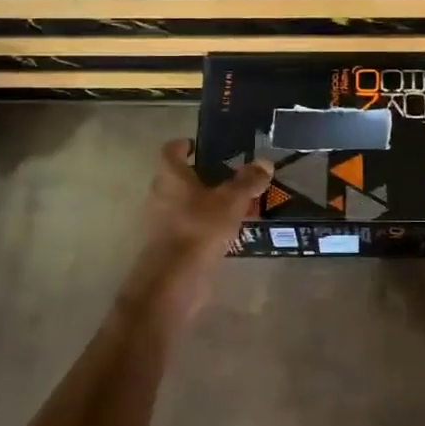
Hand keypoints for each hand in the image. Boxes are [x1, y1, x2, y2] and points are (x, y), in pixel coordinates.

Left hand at [118, 140, 271, 327]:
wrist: (174, 280)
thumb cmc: (199, 229)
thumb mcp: (231, 201)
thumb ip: (248, 181)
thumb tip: (265, 162)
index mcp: (171, 176)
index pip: (171, 150)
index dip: (184, 145)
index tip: (200, 146)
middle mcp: (160, 195)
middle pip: (178, 178)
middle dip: (201, 176)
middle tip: (228, 177)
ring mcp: (161, 222)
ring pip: (184, 204)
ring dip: (204, 203)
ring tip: (234, 205)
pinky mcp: (168, 246)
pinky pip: (188, 227)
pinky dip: (204, 226)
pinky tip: (226, 232)